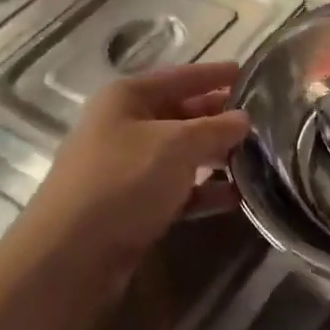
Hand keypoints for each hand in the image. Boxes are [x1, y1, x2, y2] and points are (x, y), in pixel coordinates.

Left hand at [33, 62, 249, 265]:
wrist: (69, 258)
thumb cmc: (124, 180)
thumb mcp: (177, 145)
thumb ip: (215, 128)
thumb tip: (244, 118)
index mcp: (127, 97)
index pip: (180, 76)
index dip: (214, 74)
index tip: (248, 72)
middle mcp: (123, 126)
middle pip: (180, 114)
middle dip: (218, 117)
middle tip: (260, 120)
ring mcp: (125, 168)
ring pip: (180, 154)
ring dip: (215, 156)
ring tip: (256, 159)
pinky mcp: (131, 207)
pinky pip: (175, 189)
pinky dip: (202, 191)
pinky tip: (234, 197)